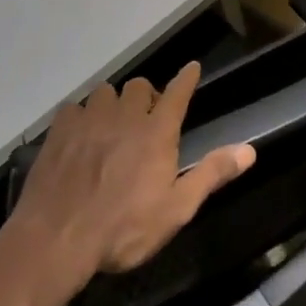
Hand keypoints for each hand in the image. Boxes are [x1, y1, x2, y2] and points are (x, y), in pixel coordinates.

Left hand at [12, 61, 256, 282]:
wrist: (57, 238)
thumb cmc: (123, 229)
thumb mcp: (176, 210)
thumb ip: (211, 174)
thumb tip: (249, 150)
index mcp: (157, 132)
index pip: (178, 93)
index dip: (187, 78)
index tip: (192, 67)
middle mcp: (125, 115)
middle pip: (140, 86)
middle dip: (147, 97)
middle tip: (146, 120)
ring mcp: (90, 118)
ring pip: (106, 92)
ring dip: (113, 104)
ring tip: (111, 126)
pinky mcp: (60, 129)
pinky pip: (75, 107)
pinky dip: (81, 116)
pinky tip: (79, 136)